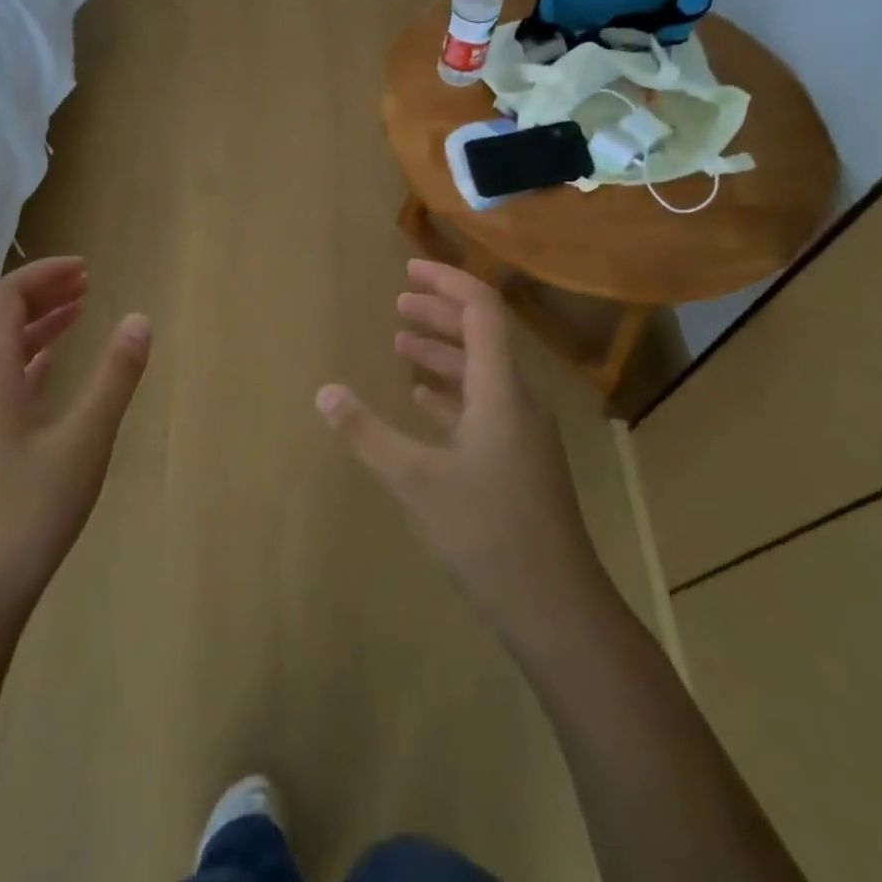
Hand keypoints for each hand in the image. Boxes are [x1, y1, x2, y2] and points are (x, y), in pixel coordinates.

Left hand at [0, 257, 150, 623]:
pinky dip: (30, 361)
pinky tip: (52, 369)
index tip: (87, 268)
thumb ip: (114, 377)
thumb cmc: (27, 512)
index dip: (46, 274)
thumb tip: (140, 320)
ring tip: (79, 314)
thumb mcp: (84, 441)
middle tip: (89, 285)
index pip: (8, 298)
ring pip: (0, 352)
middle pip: (0, 320)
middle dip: (44, 295)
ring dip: (38, 327)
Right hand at [315, 260, 605, 654]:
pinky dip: (451, 392)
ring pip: (481, 374)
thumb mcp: (415, 480)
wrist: (557, 608)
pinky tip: (423, 400)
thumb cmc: (487, 533)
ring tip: (401, 345)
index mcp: (501, 391)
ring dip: (443, 353)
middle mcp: (517, 401)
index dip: (447, 284)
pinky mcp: (518, 461)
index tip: (409, 272)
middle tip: (398, 303)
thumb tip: (324, 391)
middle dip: (440, 315)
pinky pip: (483, 407)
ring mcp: (522, 433)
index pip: (482, 312)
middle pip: (482, 337)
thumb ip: (366, 433)